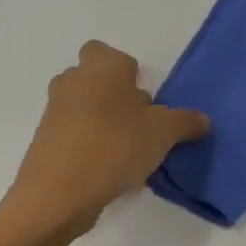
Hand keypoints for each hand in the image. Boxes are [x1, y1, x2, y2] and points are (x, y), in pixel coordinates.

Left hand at [4, 41, 209, 239]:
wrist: (58, 194)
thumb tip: (201, 120)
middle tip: (139, 123)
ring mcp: (54, 113)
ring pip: (84, 109)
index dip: (125, 70)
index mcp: (102, 68)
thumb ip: (185, 121)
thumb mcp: (164, 132)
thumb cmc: (115, 145)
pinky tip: (109, 172)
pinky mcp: (45, 143)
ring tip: (128, 151)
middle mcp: (73, 82)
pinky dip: (89, 146)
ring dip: (103, 123)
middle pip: (94, 80)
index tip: (142, 96)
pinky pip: (73, 136)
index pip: (105, 51)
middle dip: (115, 97)